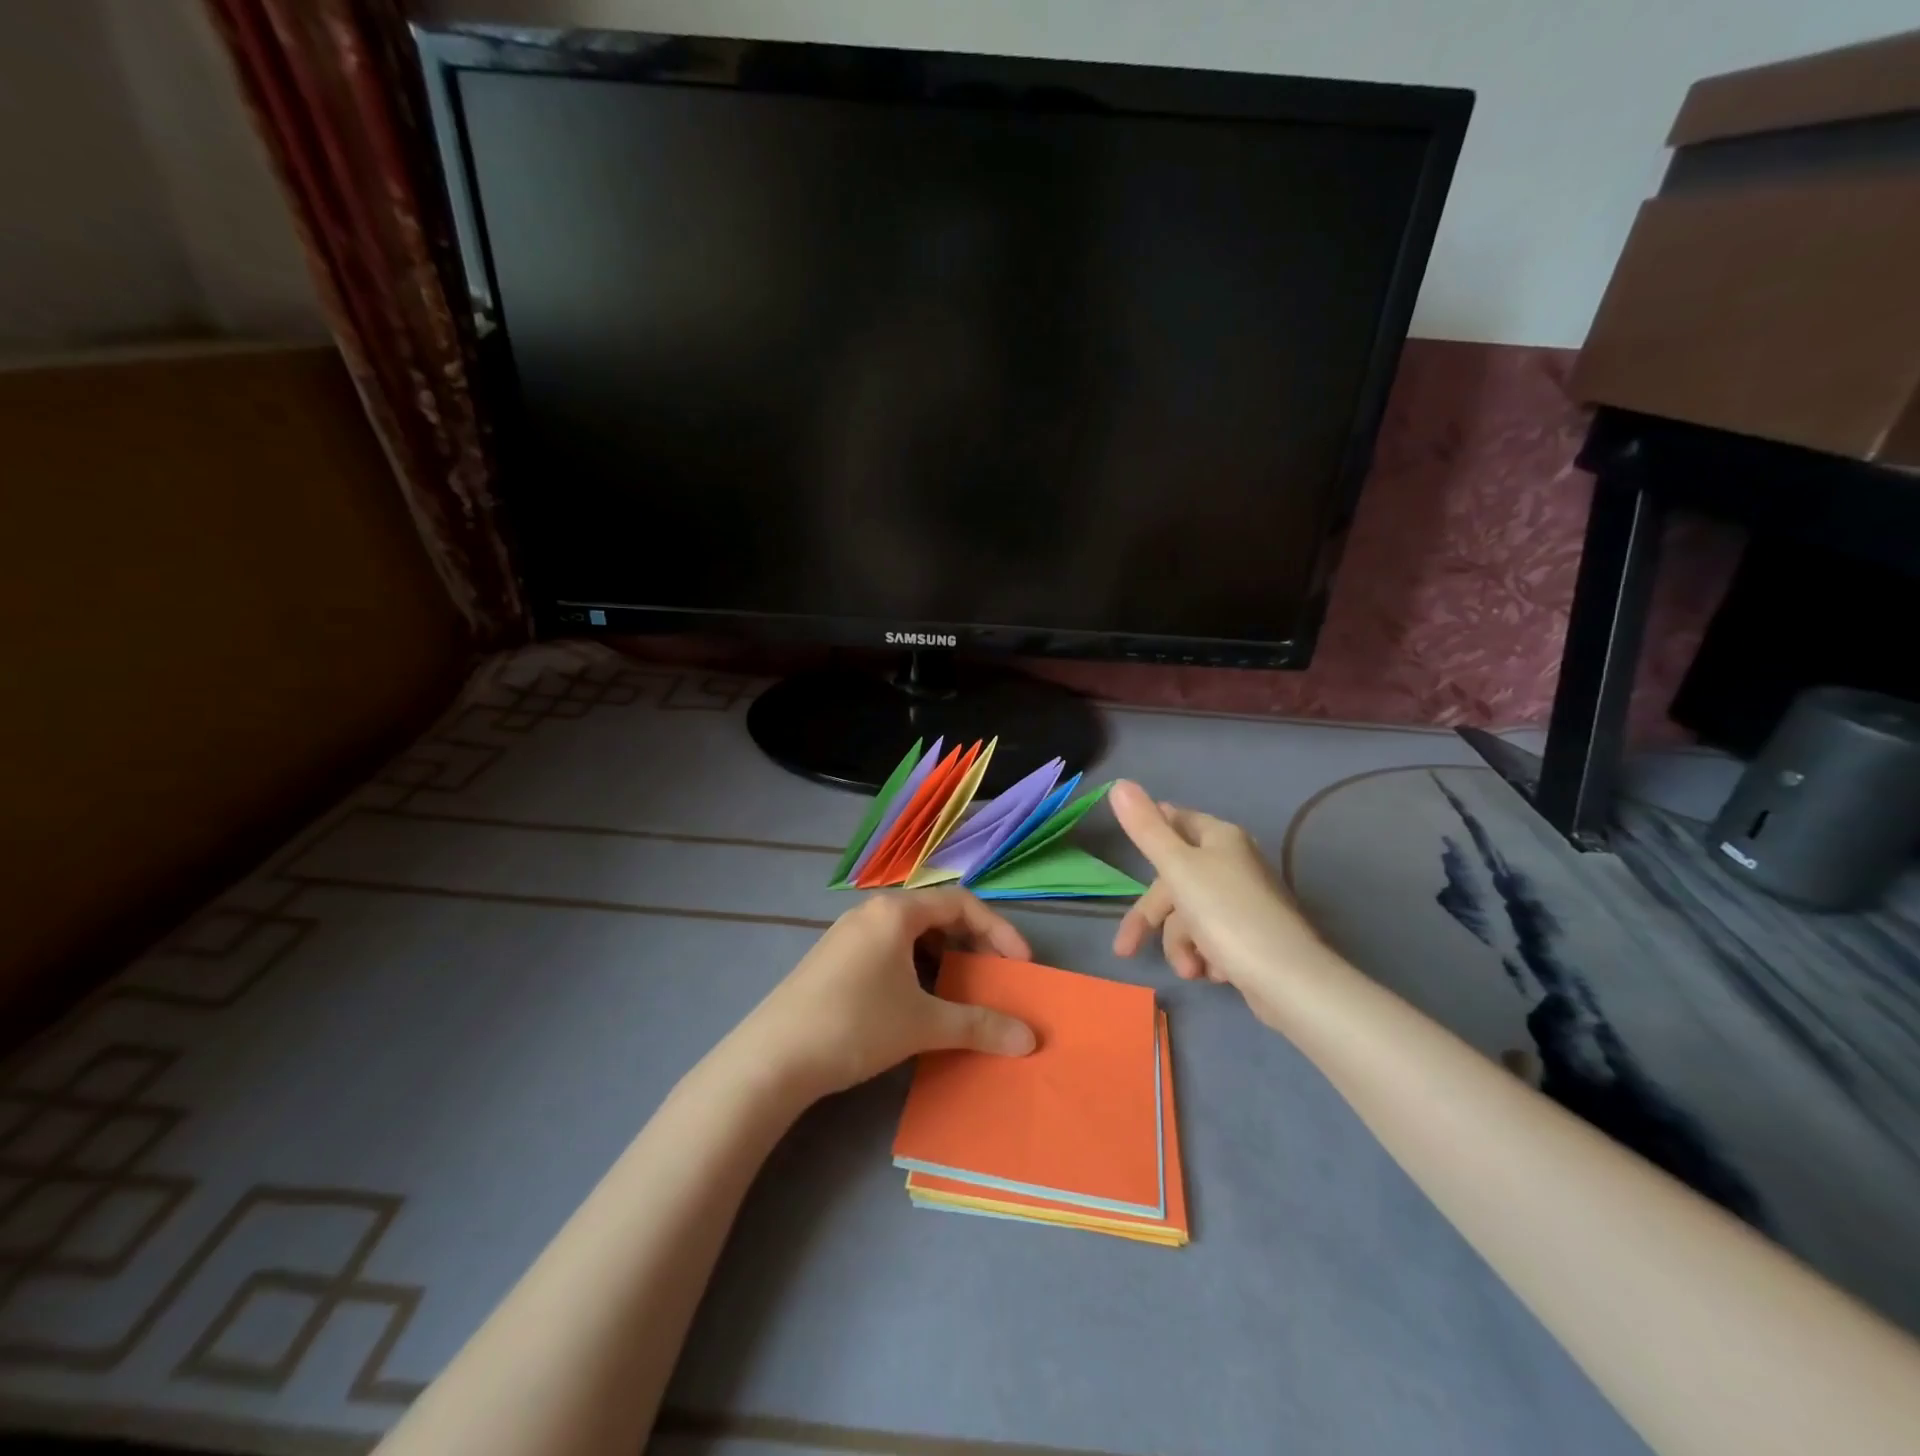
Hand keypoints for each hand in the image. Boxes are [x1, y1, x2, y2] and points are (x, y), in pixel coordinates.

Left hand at [739, 889, 1037, 1099]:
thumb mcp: (923, 1024)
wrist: (772, 1058)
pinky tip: (916, 1003)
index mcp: (895, 912)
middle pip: (935, 915)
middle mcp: (870, 912)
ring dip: (942, 959)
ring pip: (910, 936)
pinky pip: (887, 951)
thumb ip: (980, 1026)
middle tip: (992, 977)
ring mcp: (847, 935)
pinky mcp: (832, 960)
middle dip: (970, 944)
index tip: (1020, 965)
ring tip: (958, 993)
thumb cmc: (856, 1025)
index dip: (998, 930)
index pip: (961, 903)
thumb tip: (1030, 1040)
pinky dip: (914, 969)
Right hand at [1108, 780, 1340, 1030]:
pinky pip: (1212, 939)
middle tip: (1127, 949)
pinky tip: (1214, 973)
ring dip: (1182, 945)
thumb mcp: (1177, 867)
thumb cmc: (1227, 914)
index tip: (1127, 851)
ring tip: (1191, 970)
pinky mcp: (1250, 937)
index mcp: (1219, 838)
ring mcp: (1243, 901)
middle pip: (1175, 881)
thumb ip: (1146, 828)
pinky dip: (1206, 956)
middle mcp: (1233, 863)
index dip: (1150, 834)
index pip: (1175, 821)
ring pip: (1190, 916)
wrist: (1288, 978)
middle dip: (1156, 919)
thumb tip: (1119, 784)